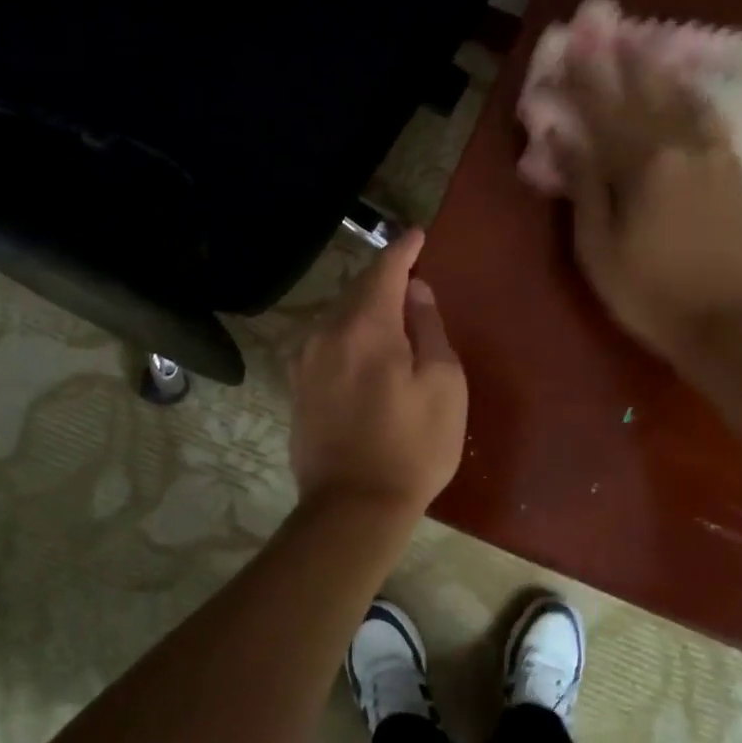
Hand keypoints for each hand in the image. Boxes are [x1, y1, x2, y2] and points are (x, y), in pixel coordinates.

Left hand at [289, 230, 467, 517]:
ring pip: (338, 317)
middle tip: (412, 278)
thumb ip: (430, 329)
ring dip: (365, 309)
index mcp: (365, 327)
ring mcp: (305, 361)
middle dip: (384, 279)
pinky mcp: (298, 388)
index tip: (417, 235)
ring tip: (392, 317)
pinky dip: (349, 335)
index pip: (385, 270)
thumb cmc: (413, 446)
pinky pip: (327, 344)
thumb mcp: (443, 385)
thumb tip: (416, 292)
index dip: (403, 250)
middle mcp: (326, 333)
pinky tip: (365, 351)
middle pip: (357, 291)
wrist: (353, 507)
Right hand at [553, 10, 741, 361]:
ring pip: (680, 97)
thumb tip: (563, 134)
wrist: (727, 321)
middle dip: (619, 57)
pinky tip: (684, 84)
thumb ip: (583, 184)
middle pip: (642, 92)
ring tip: (639, 40)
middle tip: (603, 21)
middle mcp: (679, 145)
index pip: (602, 109)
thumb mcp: (598, 246)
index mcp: (641, 164)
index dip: (582, 76)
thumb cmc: (648, 292)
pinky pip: (710, 117)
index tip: (567, 43)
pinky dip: (692, 94)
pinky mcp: (732, 170)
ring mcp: (712, 154)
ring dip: (656, 67)